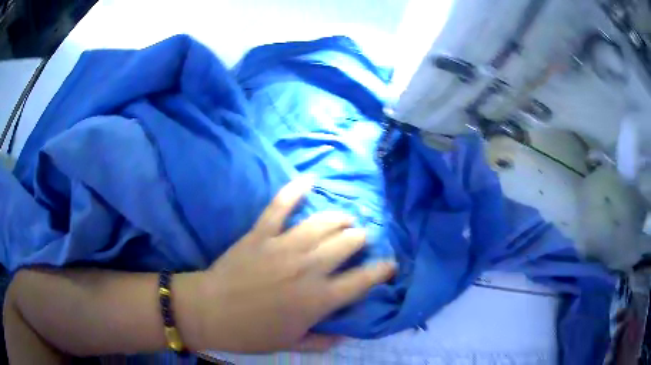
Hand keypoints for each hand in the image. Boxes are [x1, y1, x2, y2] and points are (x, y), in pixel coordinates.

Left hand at [176, 177, 396, 352]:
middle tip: (360, 240)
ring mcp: (283, 246)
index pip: (363, 281)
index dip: (383, 271)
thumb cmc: (250, 333)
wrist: (208, 312)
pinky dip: (294, 190)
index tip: (391, 265)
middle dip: (361, 239)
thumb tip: (345, 333)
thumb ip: (323, 340)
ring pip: (323, 222)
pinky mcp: (261, 234)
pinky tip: (309, 180)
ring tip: (345, 220)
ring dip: (340, 218)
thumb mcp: (291, 345)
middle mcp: (307, 268)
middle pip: (347, 243)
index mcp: (318, 299)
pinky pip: (280, 206)